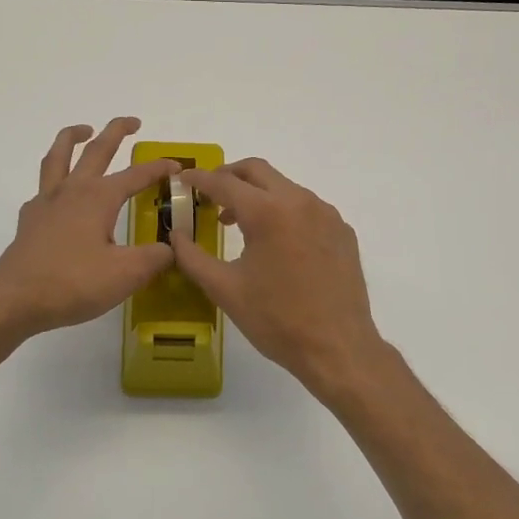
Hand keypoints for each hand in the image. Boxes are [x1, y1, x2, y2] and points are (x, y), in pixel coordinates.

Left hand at [0, 118, 178, 340]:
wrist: (14, 299)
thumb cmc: (73, 282)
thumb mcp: (126, 274)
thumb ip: (155, 258)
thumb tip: (172, 248)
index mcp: (99, 197)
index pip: (136, 175)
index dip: (158, 169)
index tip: (177, 166)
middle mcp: (72, 190)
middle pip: (96, 150)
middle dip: (116, 131)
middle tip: (132, 122)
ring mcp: (46, 203)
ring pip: (59, 156)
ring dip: (73, 138)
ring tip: (83, 130)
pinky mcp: (30, 220)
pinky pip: (43, 187)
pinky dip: (55, 178)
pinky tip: (60, 192)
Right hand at [171, 158, 387, 395]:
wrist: (338, 348)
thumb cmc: (276, 320)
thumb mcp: (225, 290)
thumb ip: (193, 257)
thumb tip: (176, 236)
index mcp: (268, 212)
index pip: (224, 183)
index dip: (199, 179)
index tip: (182, 180)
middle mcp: (300, 202)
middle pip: (258, 171)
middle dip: (229, 175)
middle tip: (209, 193)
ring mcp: (326, 215)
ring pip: (284, 187)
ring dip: (257, 194)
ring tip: (238, 222)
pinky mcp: (342, 231)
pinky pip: (307, 208)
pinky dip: (283, 212)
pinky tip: (276, 242)